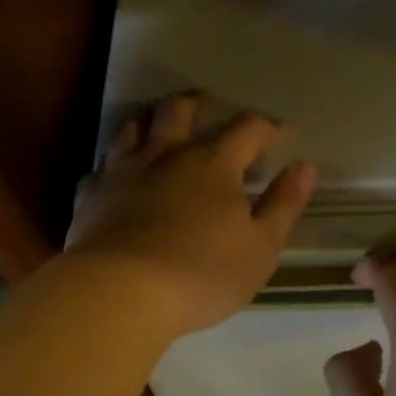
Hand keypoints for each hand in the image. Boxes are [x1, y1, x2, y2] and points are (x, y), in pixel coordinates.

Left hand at [65, 93, 316, 335]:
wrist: (120, 293)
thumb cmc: (202, 273)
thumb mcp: (261, 247)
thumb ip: (284, 204)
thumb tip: (305, 166)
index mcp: (213, 163)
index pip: (246, 128)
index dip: (266, 126)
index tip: (279, 133)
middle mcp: (166, 154)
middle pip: (180, 109)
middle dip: (198, 103)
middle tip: (207, 104)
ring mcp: (123, 170)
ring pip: (133, 125)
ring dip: (150, 118)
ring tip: (158, 122)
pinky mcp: (91, 194)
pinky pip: (101, 167)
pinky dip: (113, 165)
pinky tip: (116, 175)